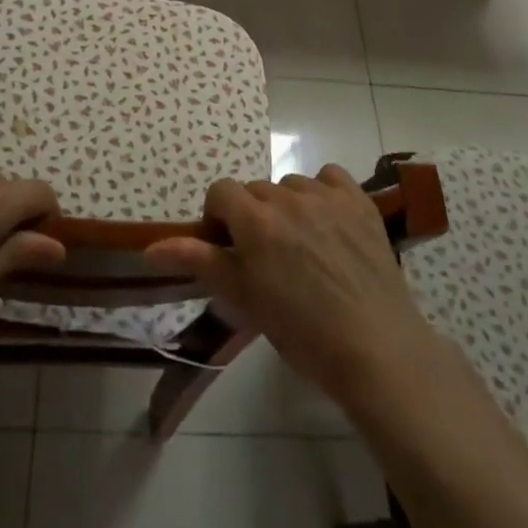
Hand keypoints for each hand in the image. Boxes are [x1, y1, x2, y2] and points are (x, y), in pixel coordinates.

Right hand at [144, 167, 438, 406]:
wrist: (376, 349)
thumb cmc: (302, 332)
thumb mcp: (244, 298)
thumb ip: (200, 262)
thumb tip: (151, 247)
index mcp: (255, 221)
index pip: (221, 191)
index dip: (219, 218)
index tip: (230, 250)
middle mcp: (288, 198)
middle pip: (256, 190)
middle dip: (253, 216)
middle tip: (268, 258)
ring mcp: (327, 197)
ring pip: (292, 185)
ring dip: (288, 207)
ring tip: (304, 247)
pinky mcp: (360, 202)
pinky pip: (331, 178)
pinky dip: (324, 193)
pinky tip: (330, 224)